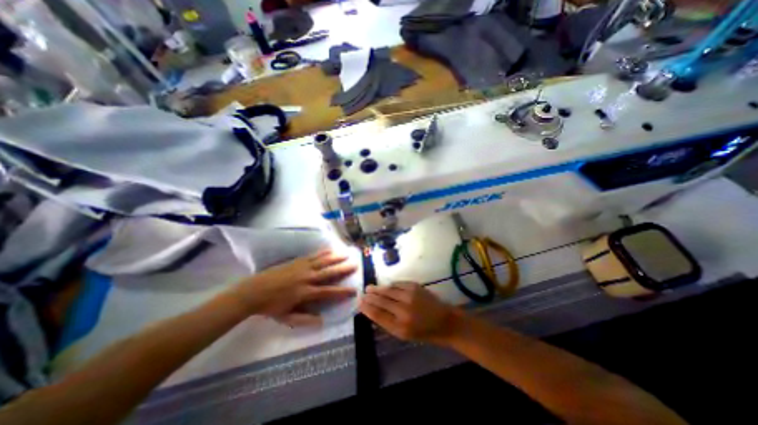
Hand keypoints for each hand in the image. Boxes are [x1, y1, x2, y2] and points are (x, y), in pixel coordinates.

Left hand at [231, 250, 358, 326]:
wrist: (254, 291)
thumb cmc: (271, 307)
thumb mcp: (286, 318)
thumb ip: (304, 320)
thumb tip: (322, 321)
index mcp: (305, 293)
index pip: (328, 292)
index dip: (342, 292)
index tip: (354, 290)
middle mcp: (307, 278)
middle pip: (328, 273)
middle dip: (343, 269)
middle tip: (355, 265)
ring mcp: (302, 268)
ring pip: (323, 261)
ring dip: (336, 258)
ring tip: (346, 254)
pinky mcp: (297, 261)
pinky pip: (313, 256)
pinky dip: (323, 252)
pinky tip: (330, 249)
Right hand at [361, 282, 460, 344]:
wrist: (444, 320)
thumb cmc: (424, 332)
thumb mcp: (404, 334)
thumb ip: (387, 323)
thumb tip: (372, 311)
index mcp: (400, 327)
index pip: (377, 314)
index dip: (366, 308)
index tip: (359, 303)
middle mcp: (403, 310)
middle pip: (381, 300)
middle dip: (370, 296)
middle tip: (362, 293)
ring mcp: (409, 296)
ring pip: (388, 290)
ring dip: (377, 289)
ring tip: (369, 288)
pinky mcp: (415, 286)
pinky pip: (397, 284)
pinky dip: (390, 285)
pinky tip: (385, 286)